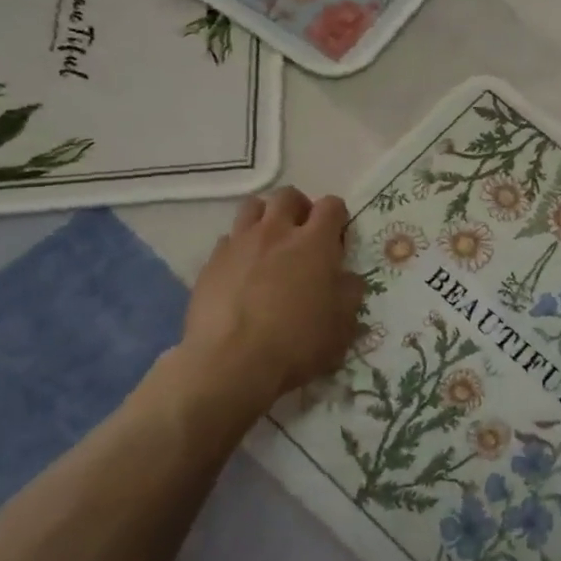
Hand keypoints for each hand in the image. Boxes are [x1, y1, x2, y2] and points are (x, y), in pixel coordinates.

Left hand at [177, 188, 364, 420]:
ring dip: (266, 217)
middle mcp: (276, 233)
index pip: (331, 205)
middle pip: (288, 196)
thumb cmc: (297, 343)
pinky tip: (242, 271)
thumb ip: (350, 292)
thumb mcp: (342, 324)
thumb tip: (347, 278)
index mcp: (315, 243)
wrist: (231, 364)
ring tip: (270, 243)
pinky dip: (239, 247)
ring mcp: (239, 244)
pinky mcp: (211, 263)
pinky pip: (227, 240)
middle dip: (300, 207)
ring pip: (252, 207)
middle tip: (303, 233)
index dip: (338, 216)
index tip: (337, 238)